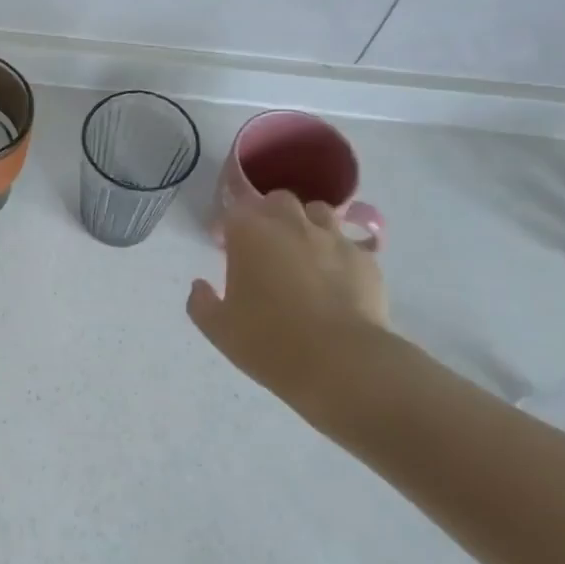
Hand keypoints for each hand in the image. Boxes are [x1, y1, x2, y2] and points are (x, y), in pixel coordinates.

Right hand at [187, 192, 389, 403]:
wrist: (342, 363)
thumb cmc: (269, 342)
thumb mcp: (219, 329)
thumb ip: (201, 303)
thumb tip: (199, 286)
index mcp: (249, 234)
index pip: (234, 209)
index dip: (230, 227)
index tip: (227, 248)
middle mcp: (291, 224)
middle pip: (278, 200)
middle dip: (269, 215)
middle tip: (265, 246)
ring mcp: (332, 238)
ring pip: (318, 212)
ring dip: (307, 224)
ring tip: (304, 253)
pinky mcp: (365, 258)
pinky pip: (348, 243)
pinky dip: (338, 253)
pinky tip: (336, 278)